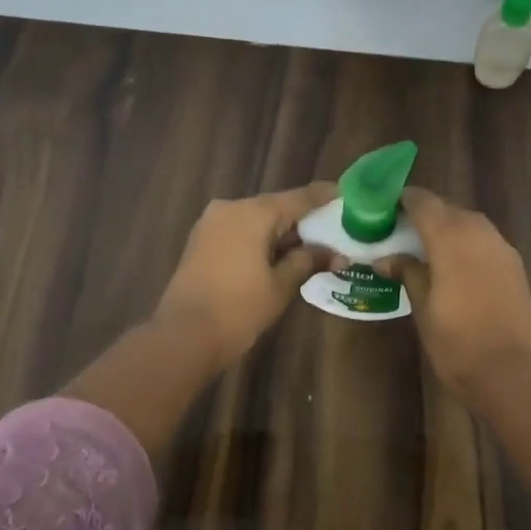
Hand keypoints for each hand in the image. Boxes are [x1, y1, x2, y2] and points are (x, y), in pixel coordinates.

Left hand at [154, 183, 336, 369]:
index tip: (346, 194)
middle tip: (333, 226)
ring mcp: (212, 223)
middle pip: (276, 206)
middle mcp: (231, 207)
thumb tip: (336, 254)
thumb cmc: (239, 308)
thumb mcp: (281, 285)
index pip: (299, 198)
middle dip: (304, 217)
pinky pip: (240, 230)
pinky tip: (280, 252)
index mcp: (254, 213)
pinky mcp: (201, 240)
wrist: (183, 336)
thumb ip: (308, 261)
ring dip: (282, 230)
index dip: (324, 196)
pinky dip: (261, 237)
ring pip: (257, 219)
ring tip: (311, 242)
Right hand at [375, 186, 530, 399]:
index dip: (404, 200)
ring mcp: (502, 248)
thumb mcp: (423, 309)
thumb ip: (408, 274)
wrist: (512, 372)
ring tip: (427, 248)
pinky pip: (486, 241)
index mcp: (451, 238)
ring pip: (470, 223)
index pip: (424, 202)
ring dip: (449, 228)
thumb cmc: (457, 343)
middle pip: (449, 209)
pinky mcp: (515, 266)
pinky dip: (468, 244)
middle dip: (426, 214)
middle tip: (402, 231)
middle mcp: (479, 232)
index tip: (386, 208)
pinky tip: (456, 265)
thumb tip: (387, 259)